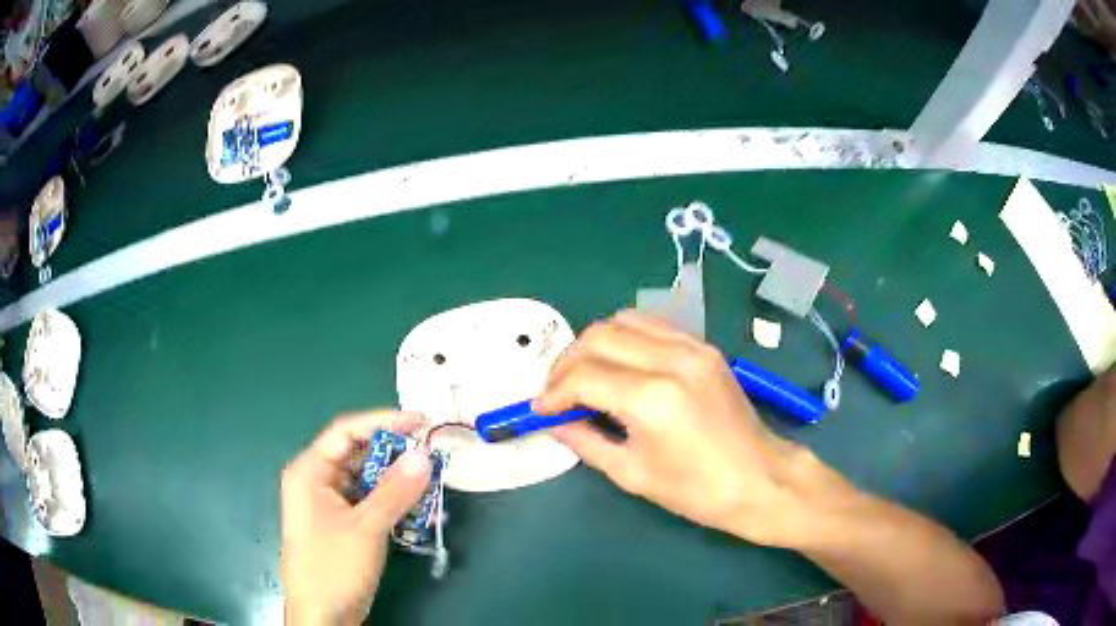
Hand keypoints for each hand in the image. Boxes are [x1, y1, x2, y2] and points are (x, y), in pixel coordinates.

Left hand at [281, 411, 432, 624]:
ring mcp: (328, 504)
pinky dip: (390, 500)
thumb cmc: (334, 567)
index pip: (346, 432)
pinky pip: (367, 501)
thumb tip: (424, 455)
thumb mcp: (367, 528)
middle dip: (393, 453)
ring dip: (395, 479)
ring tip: (429, 480)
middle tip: (430, 453)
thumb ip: (396, 490)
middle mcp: (316, 481)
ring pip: (365, 479)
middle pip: (357, 454)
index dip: (383, 422)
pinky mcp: (341, 524)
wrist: (323, 616)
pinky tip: (415, 506)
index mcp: (310, 471)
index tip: (420, 421)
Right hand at [534, 311, 809, 546]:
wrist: (760, 479)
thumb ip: (585, 441)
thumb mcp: (632, 473)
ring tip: (583, 375)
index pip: (584, 376)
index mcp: (653, 399)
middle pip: (598, 337)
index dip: (553, 392)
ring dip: (593, 344)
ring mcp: (693, 347)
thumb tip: (553, 422)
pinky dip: (625, 338)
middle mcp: (672, 360)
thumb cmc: (697, 490)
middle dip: (566, 363)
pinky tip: (619, 364)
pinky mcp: (705, 347)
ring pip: (623, 321)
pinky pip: (652, 325)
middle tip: (556, 393)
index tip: (539, 410)